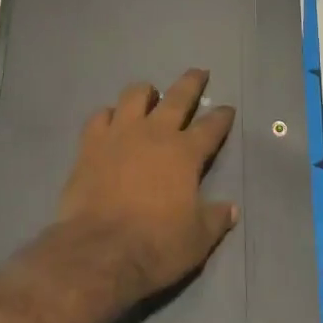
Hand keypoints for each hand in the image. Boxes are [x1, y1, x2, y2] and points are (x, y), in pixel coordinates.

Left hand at [55, 69, 238, 302]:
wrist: (100, 250)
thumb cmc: (156, 245)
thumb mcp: (197, 240)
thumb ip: (215, 219)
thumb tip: (231, 208)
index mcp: (185, 153)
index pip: (211, 127)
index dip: (222, 116)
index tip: (227, 108)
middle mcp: (155, 133)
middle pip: (177, 97)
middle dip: (192, 82)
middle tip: (199, 72)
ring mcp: (120, 133)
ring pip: (134, 95)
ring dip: (146, 92)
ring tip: (150, 94)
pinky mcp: (91, 143)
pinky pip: (100, 116)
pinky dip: (108, 114)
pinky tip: (111, 119)